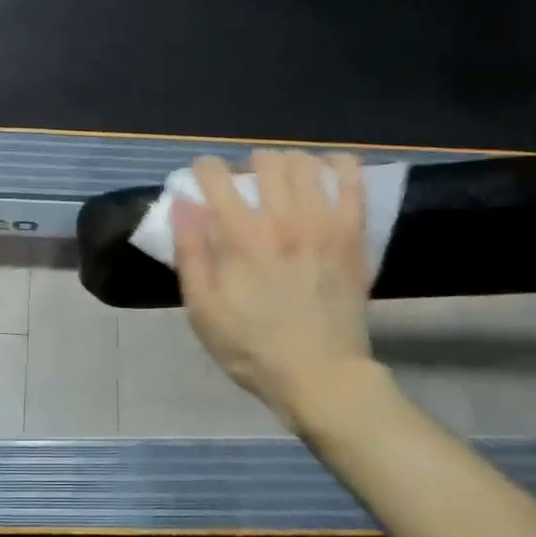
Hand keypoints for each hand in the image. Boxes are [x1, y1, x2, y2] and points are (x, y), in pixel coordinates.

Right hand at [172, 152, 376, 426]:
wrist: (321, 376)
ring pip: (304, 163)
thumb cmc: (252, 348)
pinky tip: (327, 168)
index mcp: (241, 238)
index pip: (216, 177)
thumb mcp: (203, 310)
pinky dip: (338, 165)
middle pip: (264, 160)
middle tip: (245, 186)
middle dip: (247, 165)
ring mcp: (323, 223)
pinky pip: (352, 181)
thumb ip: (190, 253)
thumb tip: (182, 203)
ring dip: (286, 163)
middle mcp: (283, 219)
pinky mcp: (353, 234)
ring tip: (281, 181)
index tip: (202, 178)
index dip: (204, 169)